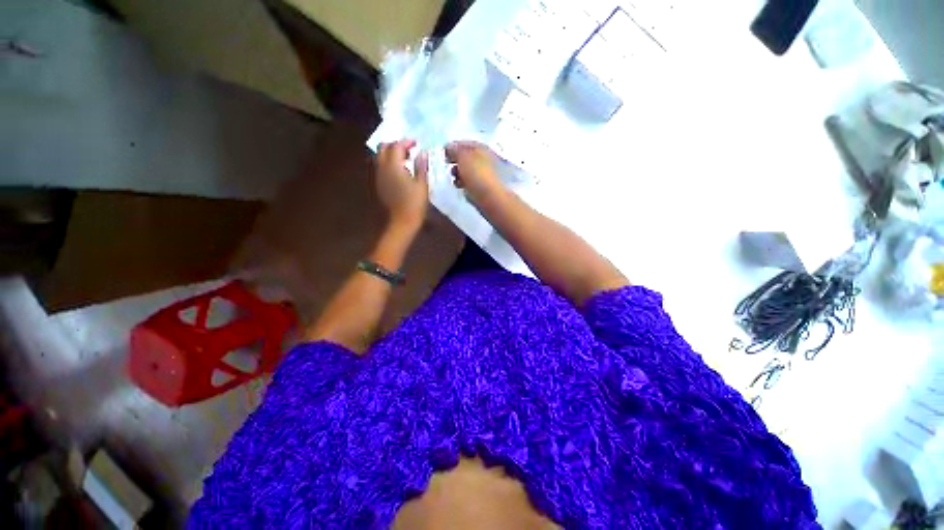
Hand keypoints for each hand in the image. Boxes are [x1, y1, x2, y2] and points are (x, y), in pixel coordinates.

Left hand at [375, 140, 428, 230]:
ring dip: (391, 154)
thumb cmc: (415, 203)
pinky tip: (400, 172)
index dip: (406, 142)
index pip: (396, 146)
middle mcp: (382, 169)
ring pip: (380, 157)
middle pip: (383, 148)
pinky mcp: (380, 184)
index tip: (416, 144)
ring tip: (406, 160)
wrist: (403, 221)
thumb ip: (421, 166)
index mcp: (394, 167)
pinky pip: (381, 167)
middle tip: (409, 150)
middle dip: (395, 145)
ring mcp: (379, 177)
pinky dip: (389, 163)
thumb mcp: (422, 184)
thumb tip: (423, 153)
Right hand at [445, 141, 504, 204]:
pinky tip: (459, 186)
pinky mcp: (483, 188)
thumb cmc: (477, 174)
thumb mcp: (463, 157)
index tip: (443, 152)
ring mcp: (485, 175)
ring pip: (468, 170)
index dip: (454, 146)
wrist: (490, 197)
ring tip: (452, 176)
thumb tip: (449, 146)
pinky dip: (463, 182)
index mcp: (483, 148)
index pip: (466, 143)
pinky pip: (470, 182)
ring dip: (458, 172)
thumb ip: (455, 150)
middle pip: (467, 157)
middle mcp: (486, 159)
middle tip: (446, 164)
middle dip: (456, 160)